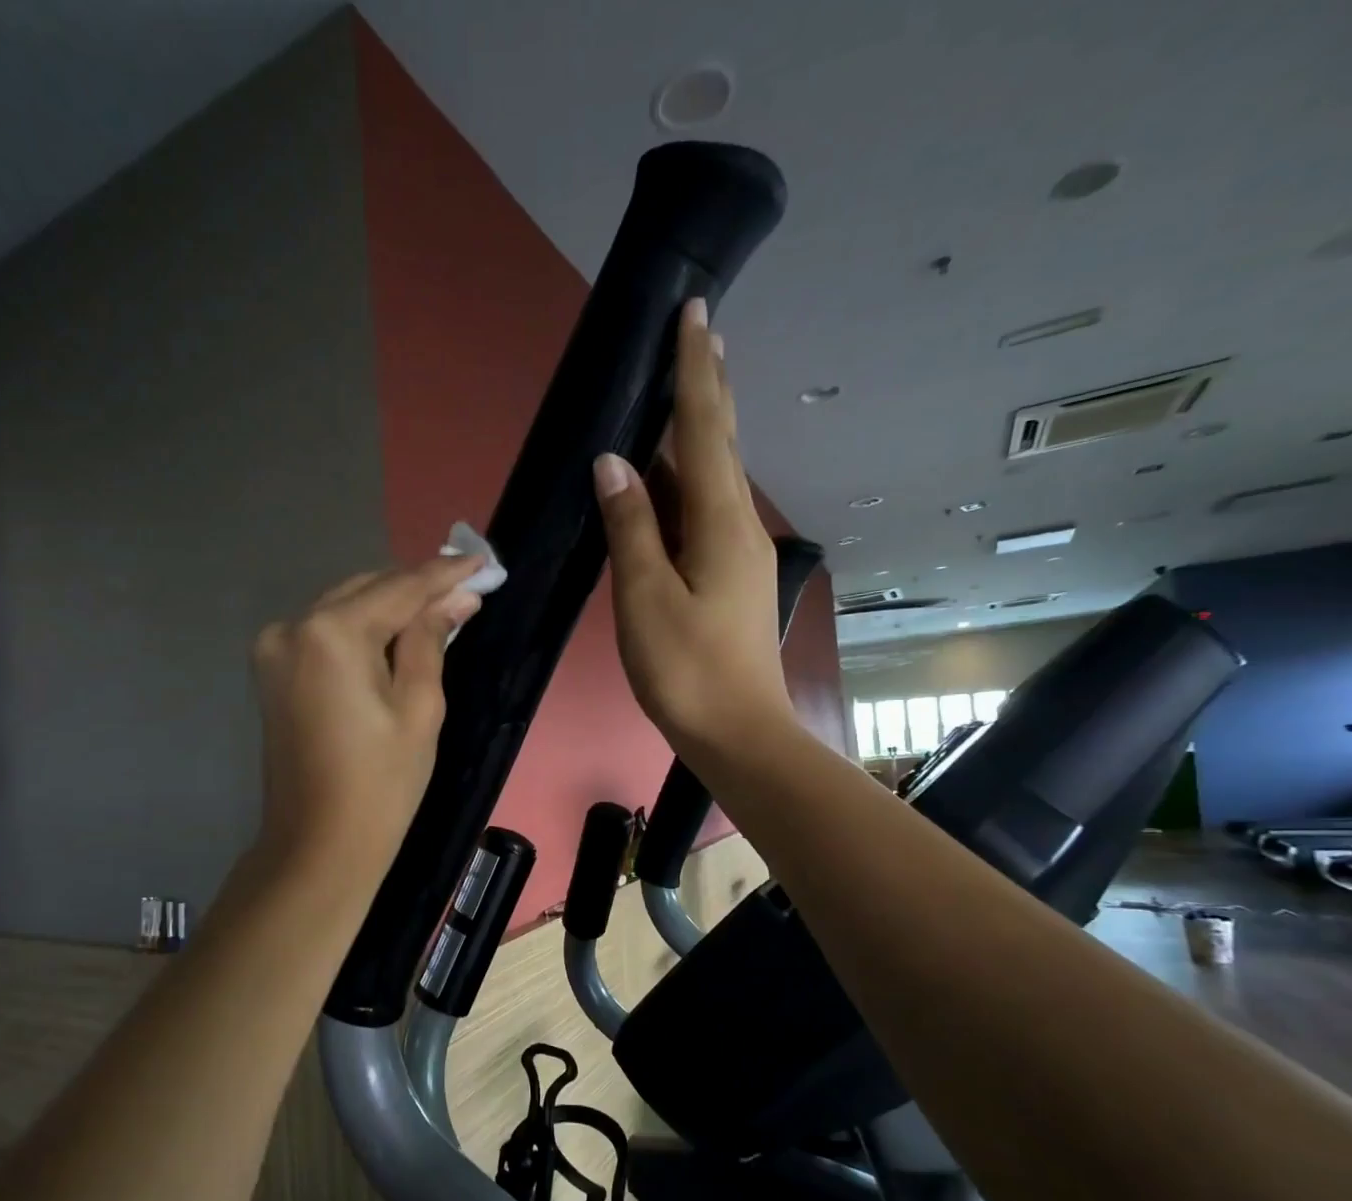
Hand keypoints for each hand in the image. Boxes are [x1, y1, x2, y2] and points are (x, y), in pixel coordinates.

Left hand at [251, 555, 482, 878]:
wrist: (318, 844)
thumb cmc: (381, 783)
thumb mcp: (420, 708)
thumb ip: (432, 640)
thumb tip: (456, 598)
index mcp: (332, 633)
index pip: (399, 588)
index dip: (444, 575)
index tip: (482, 563)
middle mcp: (294, 626)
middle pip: (368, 590)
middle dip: (417, 590)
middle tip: (466, 591)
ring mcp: (275, 647)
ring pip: (345, 607)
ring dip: (390, 608)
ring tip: (438, 614)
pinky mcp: (272, 670)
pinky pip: (326, 632)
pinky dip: (362, 629)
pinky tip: (395, 638)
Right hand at [593, 296, 793, 755]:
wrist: (738, 734)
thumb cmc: (687, 670)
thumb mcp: (646, 598)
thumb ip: (632, 528)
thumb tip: (614, 463)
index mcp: (719, 523)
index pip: (704, 430)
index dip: (695, 372)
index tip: (695, 315)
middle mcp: (737, 527)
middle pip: (719, 445)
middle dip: (707, 390)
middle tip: (698, 337)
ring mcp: (737, 554)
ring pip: (711, 480)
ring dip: (695, 435)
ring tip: (677, 394)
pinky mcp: (729, 579)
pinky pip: (703, 514)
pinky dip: (683, 485)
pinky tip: (665, 483)